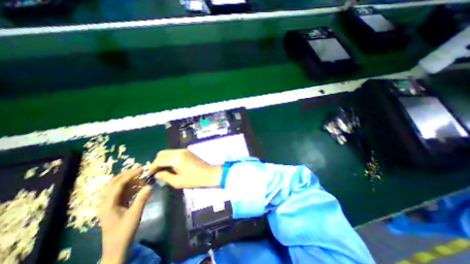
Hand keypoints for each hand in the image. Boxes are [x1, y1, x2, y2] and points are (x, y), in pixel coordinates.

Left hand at [98, 168, 150, 263]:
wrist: (117, 247)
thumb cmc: (124, 232)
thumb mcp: (135, 214)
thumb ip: (142, 199)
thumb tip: (150, 185)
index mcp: (107, 204)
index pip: (118, 184)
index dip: (130, 175)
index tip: (142, 169)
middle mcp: (106, 202)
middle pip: (114, 183)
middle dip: (128, 175)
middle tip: (141, 170)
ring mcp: (110, 203)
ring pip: (119, 186)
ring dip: (131, 181)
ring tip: (143, 181)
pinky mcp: (116, 205)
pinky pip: (123, 192)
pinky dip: (132, 187)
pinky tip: (141, 188)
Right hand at [151, 150, 223, 188]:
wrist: (209, 174)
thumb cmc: (194, 179)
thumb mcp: (178, 181)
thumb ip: (165, 177)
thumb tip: (157, 174)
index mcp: (176, 158)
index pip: (159, 160)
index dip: (152, 167)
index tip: (149, 174)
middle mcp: (179, 151)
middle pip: (162, 153)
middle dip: (157, 162)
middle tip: (156, 172)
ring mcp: (184, 150)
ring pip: (168, 152)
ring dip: (163, 159)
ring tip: (164, 169)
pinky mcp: (188, 151)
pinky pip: (175, 152)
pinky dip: (170, 158)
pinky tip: (172, 166)